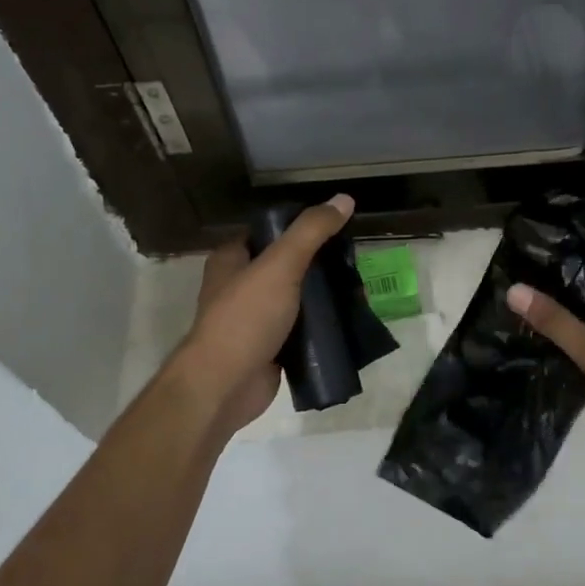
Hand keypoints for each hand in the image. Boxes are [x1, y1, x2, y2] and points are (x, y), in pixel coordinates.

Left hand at [173, 196, 353, 435]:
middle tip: (354, 261)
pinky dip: (322, 326)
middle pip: (287, 265)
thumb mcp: (280, 265)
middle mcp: (240, 285)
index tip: (337, 227)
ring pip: (297, 298)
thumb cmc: (245, 318)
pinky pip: (302, 329)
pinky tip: (349, 321)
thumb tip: (345, 198)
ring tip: (359, 289)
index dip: (301, 226)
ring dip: (324, 296)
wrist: (224, 386)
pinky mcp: (271, 347)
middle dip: (320, 264)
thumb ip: (311, 232)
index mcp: (232, 259)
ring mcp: (255, 319)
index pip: (269, 231)